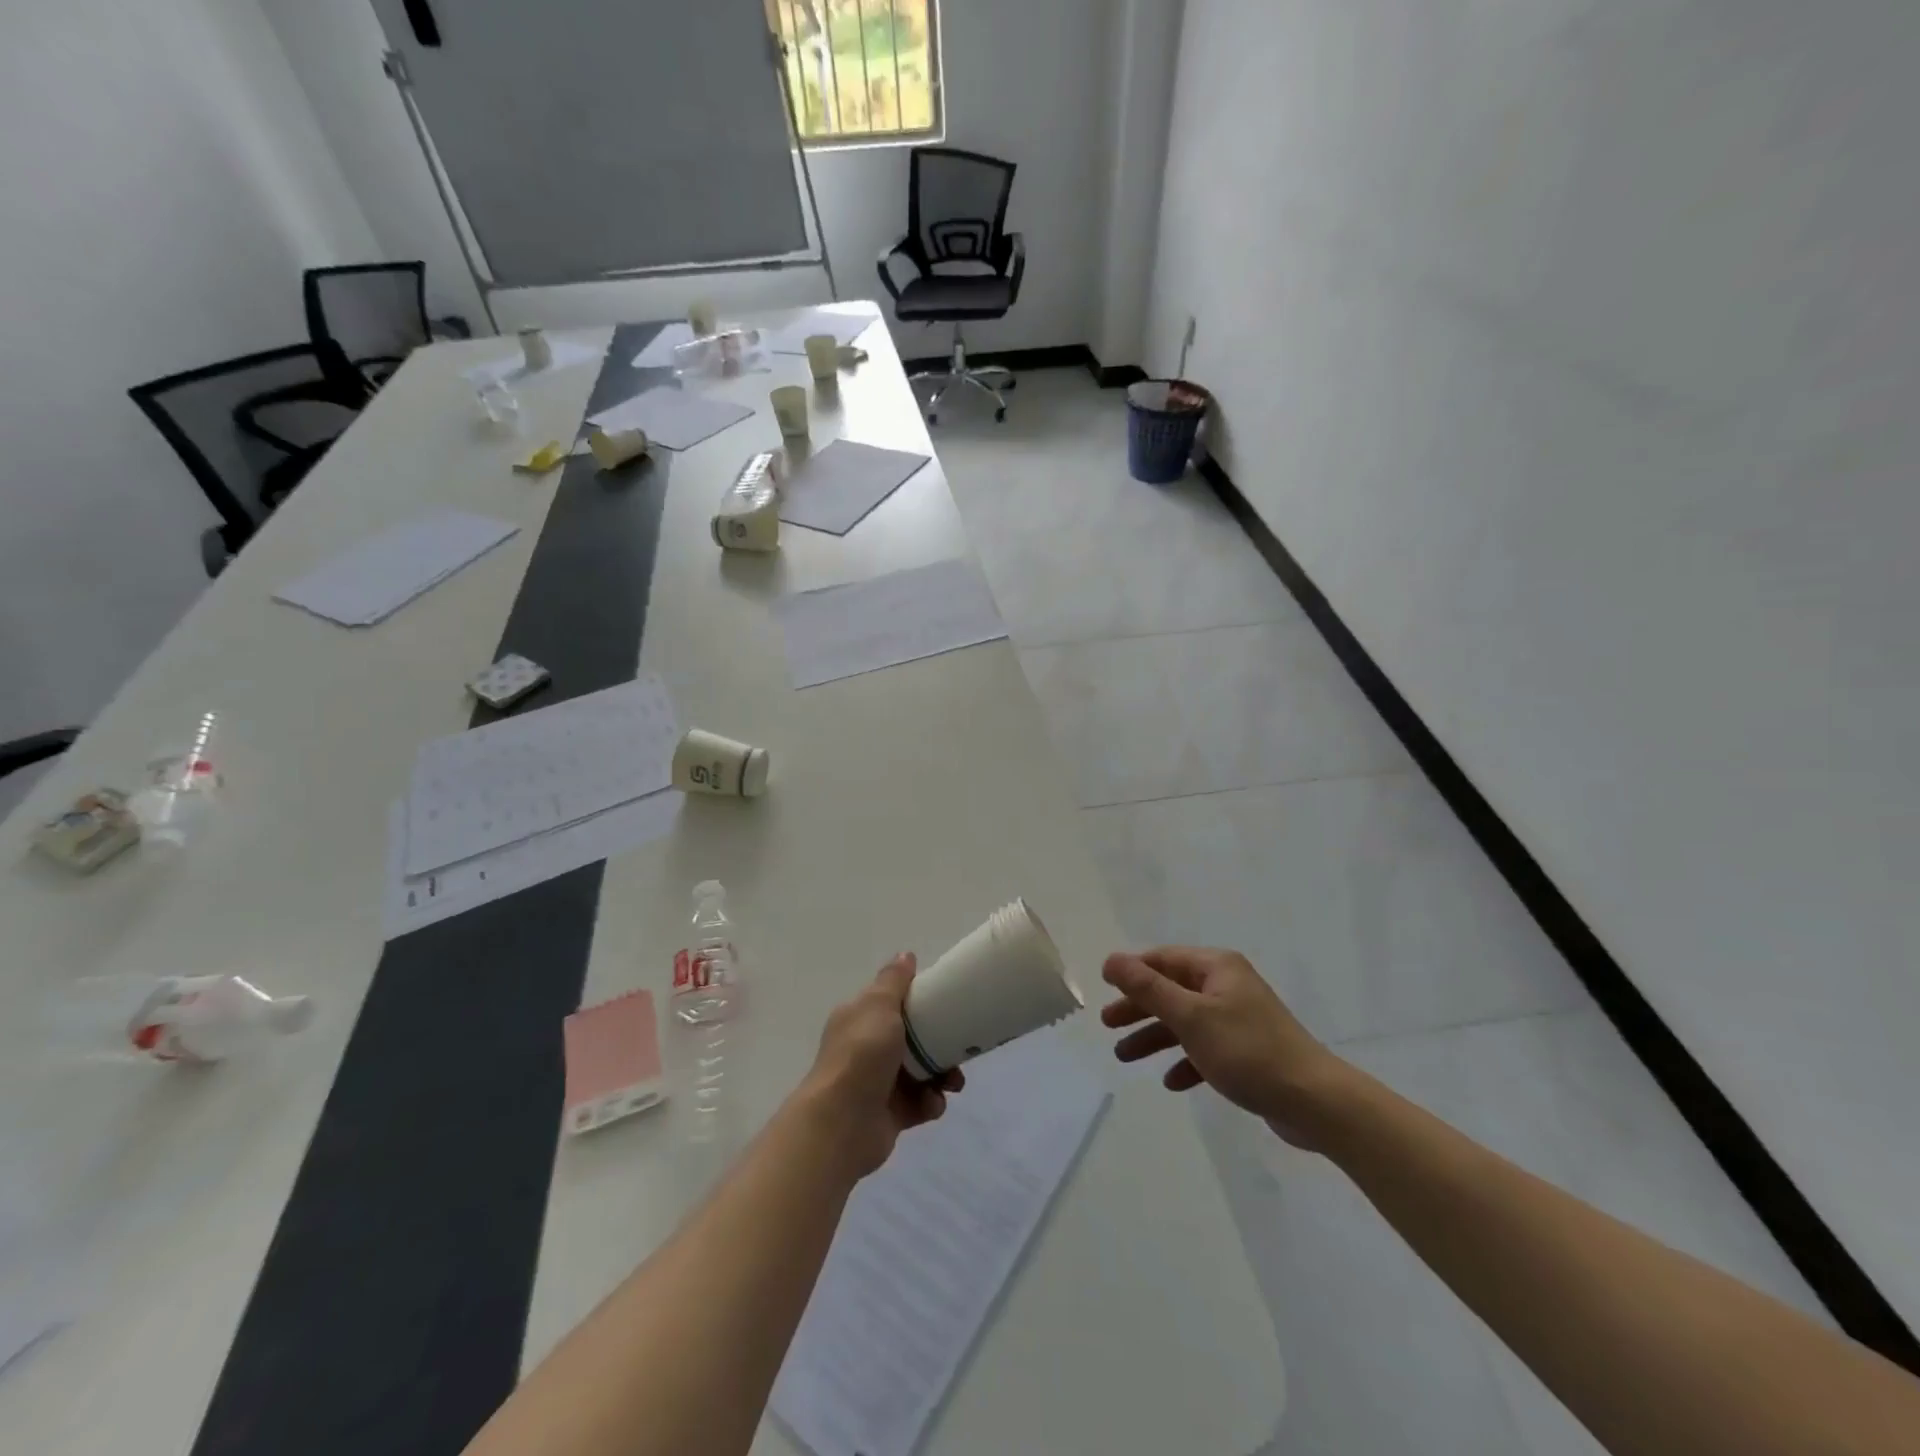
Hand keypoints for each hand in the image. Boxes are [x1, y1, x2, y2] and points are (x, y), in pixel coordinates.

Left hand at [800, 954, 963, 1177]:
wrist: (842, 1123)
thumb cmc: (862, 1055)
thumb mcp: (878, 1005)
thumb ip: (894, 980)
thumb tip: (905, 955)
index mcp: (860, 1018)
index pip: (893, 1002)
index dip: (920, 1001)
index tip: (945, 1003)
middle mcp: (867, 1048)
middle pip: (913, 1039)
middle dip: (940, 1043)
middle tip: (961, 1047)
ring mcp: (878, 1083)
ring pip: (921, 1072)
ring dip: (942, 1076)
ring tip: (952, 1083)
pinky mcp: (890, 1114)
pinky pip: (920, 1103)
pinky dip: (930, 1103)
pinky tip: (931, 1104)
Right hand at [1102, 946, 1352, 1148]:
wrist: (1314, 1102)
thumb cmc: (1246, 1050)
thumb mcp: (1190, 1016)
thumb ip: (1148, 988)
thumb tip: (1111, 959)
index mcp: (1217, 968)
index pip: (1163, 959)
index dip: (1132, 971)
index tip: (1103, 987)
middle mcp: (1227, 986)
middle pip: (1171, 990)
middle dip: (1138, 1007)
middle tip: (1107, 1024)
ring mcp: (1239, 1019)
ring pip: (1185, 1022)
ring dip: (1155, 1037)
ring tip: (1125, 1057)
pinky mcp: (1247, 1052)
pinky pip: (1206, 1049)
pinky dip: (1186, 1061)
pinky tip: (1173, 1082)